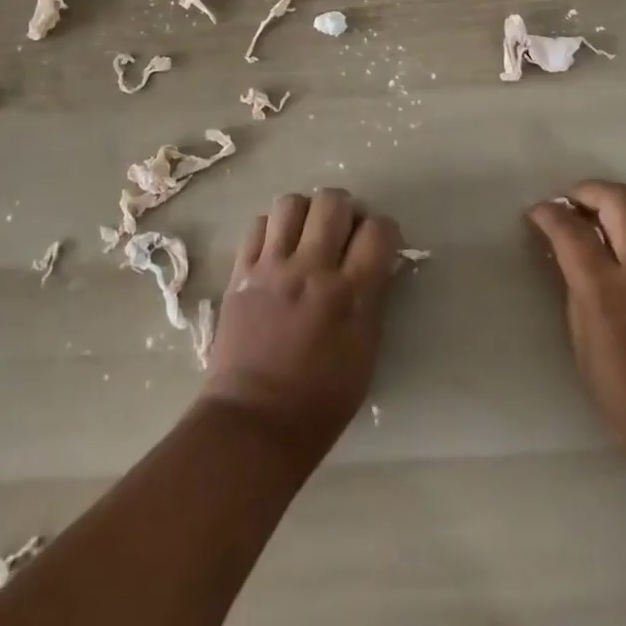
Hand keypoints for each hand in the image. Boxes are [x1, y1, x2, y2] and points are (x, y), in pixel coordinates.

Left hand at [199, 189, 402, 460]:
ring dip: (305, 213)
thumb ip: (375, 300)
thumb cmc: (319, 402)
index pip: (378, 230)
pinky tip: (276, 249)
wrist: (253, 424)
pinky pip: (258, 224)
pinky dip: (271, 229)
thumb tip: (382, 263)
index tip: (378, 244)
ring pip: (291, 202)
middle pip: (333, 201)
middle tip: (342, 232)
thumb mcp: (365, 354)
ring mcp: (273, 267)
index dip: (384, 230)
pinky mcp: (241, 272)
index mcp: (350, 294)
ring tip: (306, 235)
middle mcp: (312, 269)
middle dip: (344, 209)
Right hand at [528, 180, 625, 472]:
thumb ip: (575, 293)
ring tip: (605, 215)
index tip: (536, 213)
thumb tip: (567, 257)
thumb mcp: (584, 349)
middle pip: (618, 199)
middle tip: (571, 200)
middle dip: (588, 189)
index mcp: (606, 292)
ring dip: (621, 201)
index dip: (547, 213)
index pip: (570, 230)